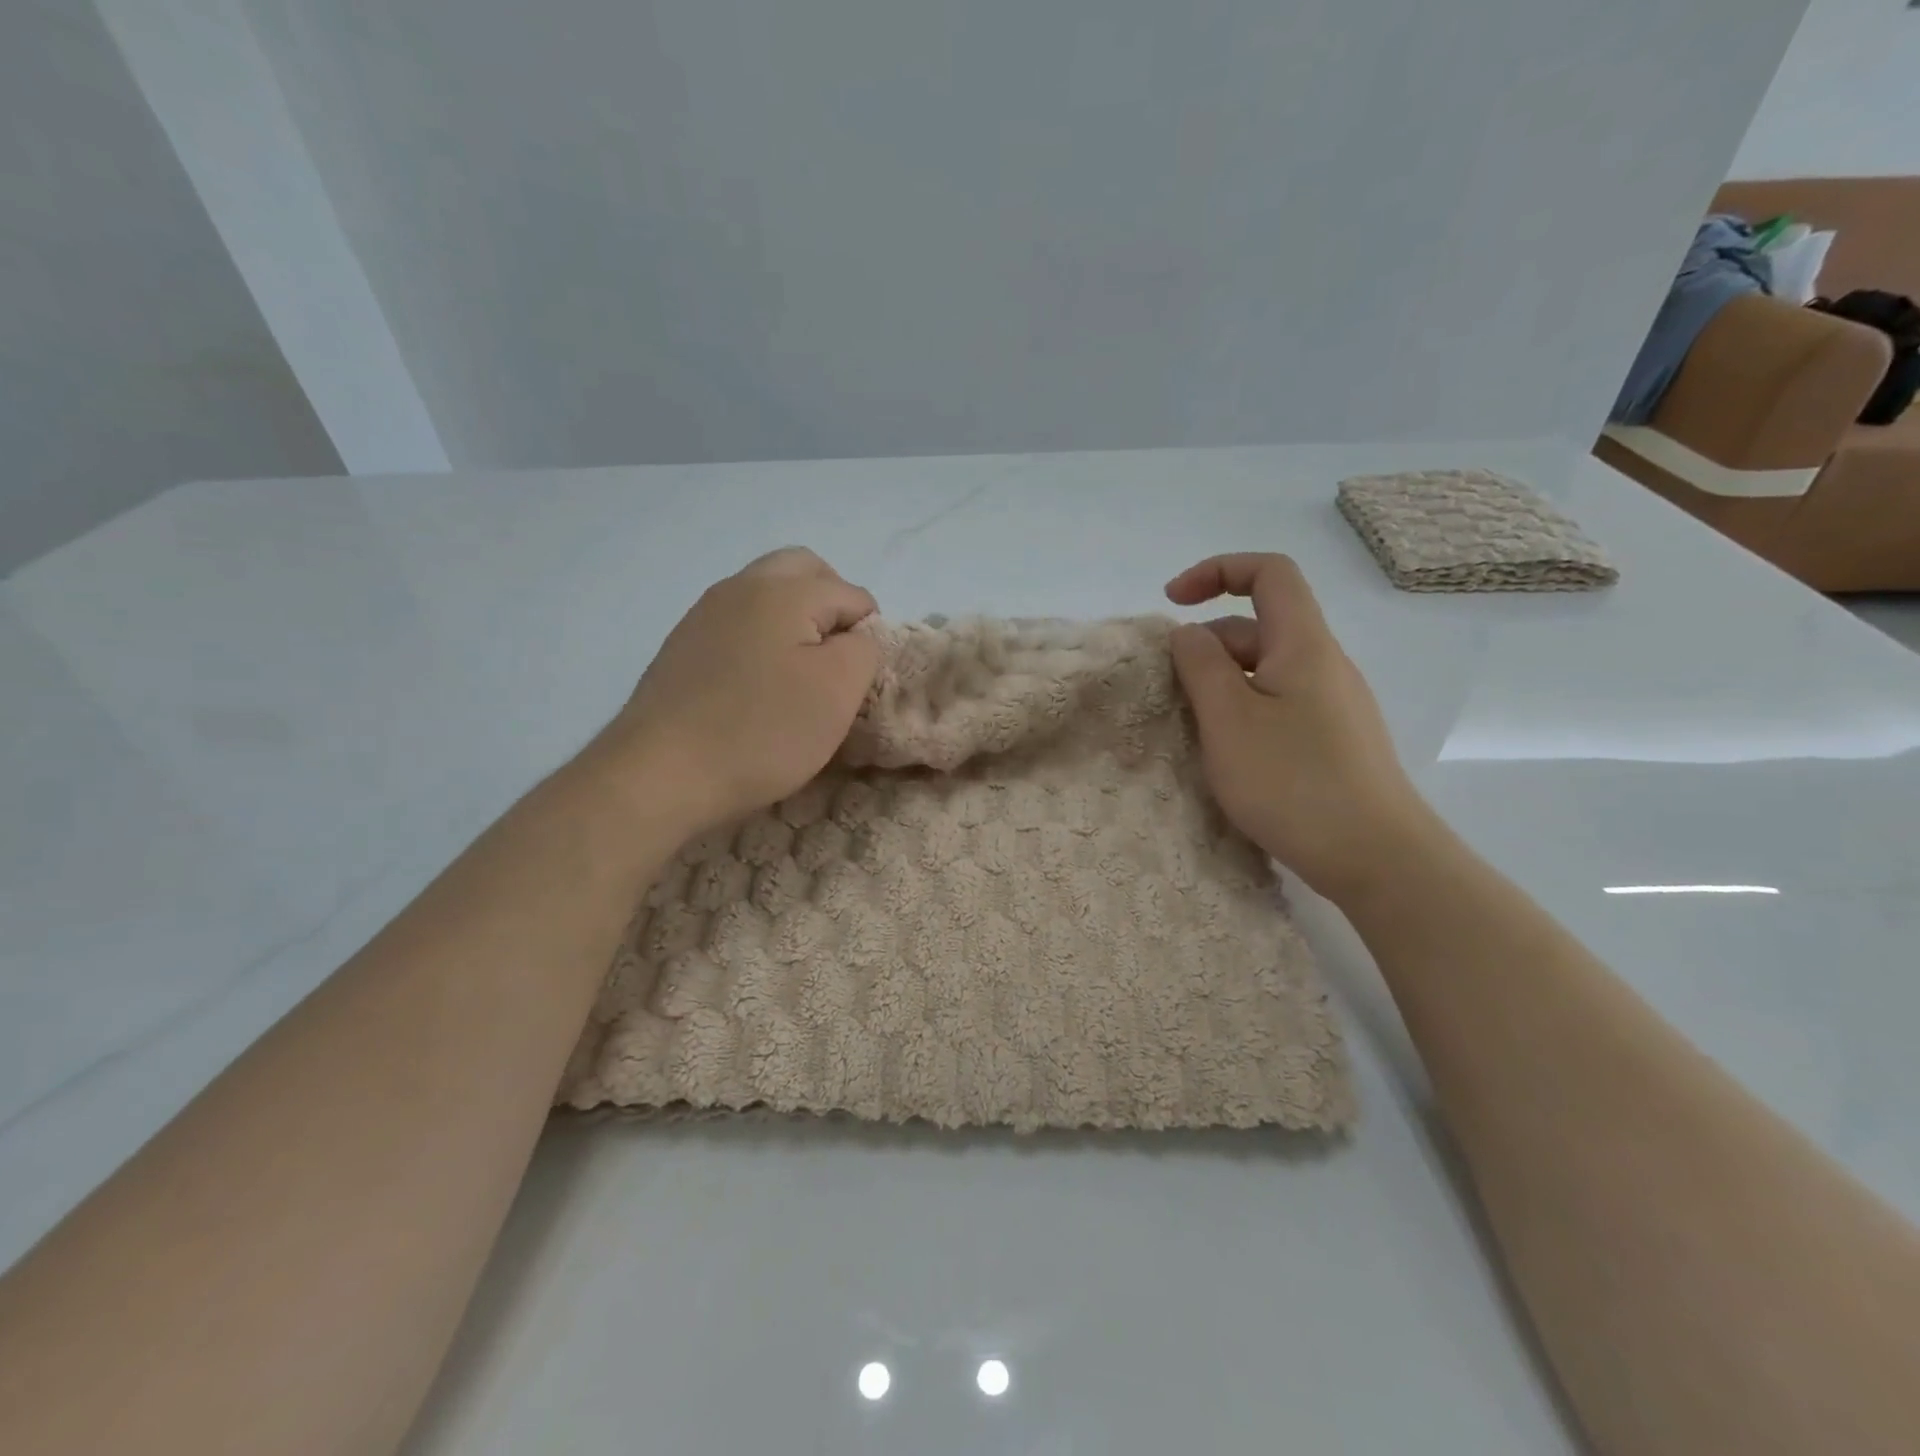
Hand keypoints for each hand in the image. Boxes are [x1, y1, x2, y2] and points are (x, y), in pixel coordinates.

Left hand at [599, 548, 880, 831]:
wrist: (660, 774)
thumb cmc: (762, 731)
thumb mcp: (838, 691)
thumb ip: (863, 649)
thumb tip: (853, 638)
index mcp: (783, 589)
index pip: (852, 594)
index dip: (868, 635)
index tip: (856, 682)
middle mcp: (740, 586)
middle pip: (803, 571)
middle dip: (832, 605)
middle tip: (836, 659)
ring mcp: (705, 614)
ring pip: (766, 594)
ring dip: (794, 622)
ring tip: (798, 677)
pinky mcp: (683, 646)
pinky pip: (737, 624)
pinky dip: (760, 641)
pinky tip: (757, 688)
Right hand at [1165, 553, 1435, 903]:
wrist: (1378, 858)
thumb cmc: (1294, 782)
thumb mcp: (1229, 720)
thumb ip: (1201, 666)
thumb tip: (1189, 633)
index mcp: (1305, 645)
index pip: (1269, 573)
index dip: (1217, 571)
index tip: (1172, 602)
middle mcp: (1326, 665)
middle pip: (1261, 625)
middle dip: (1208, 643)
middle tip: (1172, 690)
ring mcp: (1335, 705)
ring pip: (1268, 669)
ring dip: (1223, 682)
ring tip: (1194, 727)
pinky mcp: (1335, 741)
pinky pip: (1280, 703)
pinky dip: (1244, 710)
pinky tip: (1229, 753)